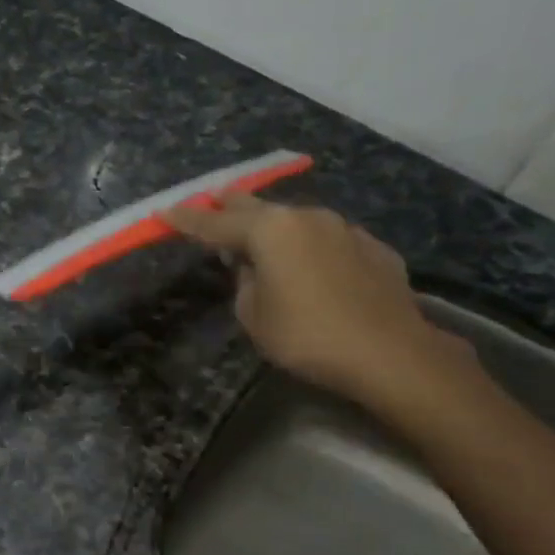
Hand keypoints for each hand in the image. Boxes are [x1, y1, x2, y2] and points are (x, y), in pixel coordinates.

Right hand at [165, 199, 471, 411]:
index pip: (215, 223)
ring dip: (275, 226)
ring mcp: (344, 229)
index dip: (186, 220)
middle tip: (213, 201)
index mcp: (270, 231)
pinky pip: (329, 240)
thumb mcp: (254, 315)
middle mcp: (306, 217)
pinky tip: (312, 265)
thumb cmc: (307, 336)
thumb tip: (252, 265)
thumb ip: (244, 282)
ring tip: (262, 236)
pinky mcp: (373, 248)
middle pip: (257, 207)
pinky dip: (311, 247)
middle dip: (231, 206)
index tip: (164, 212)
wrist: (389, 353)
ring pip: (297, 220)